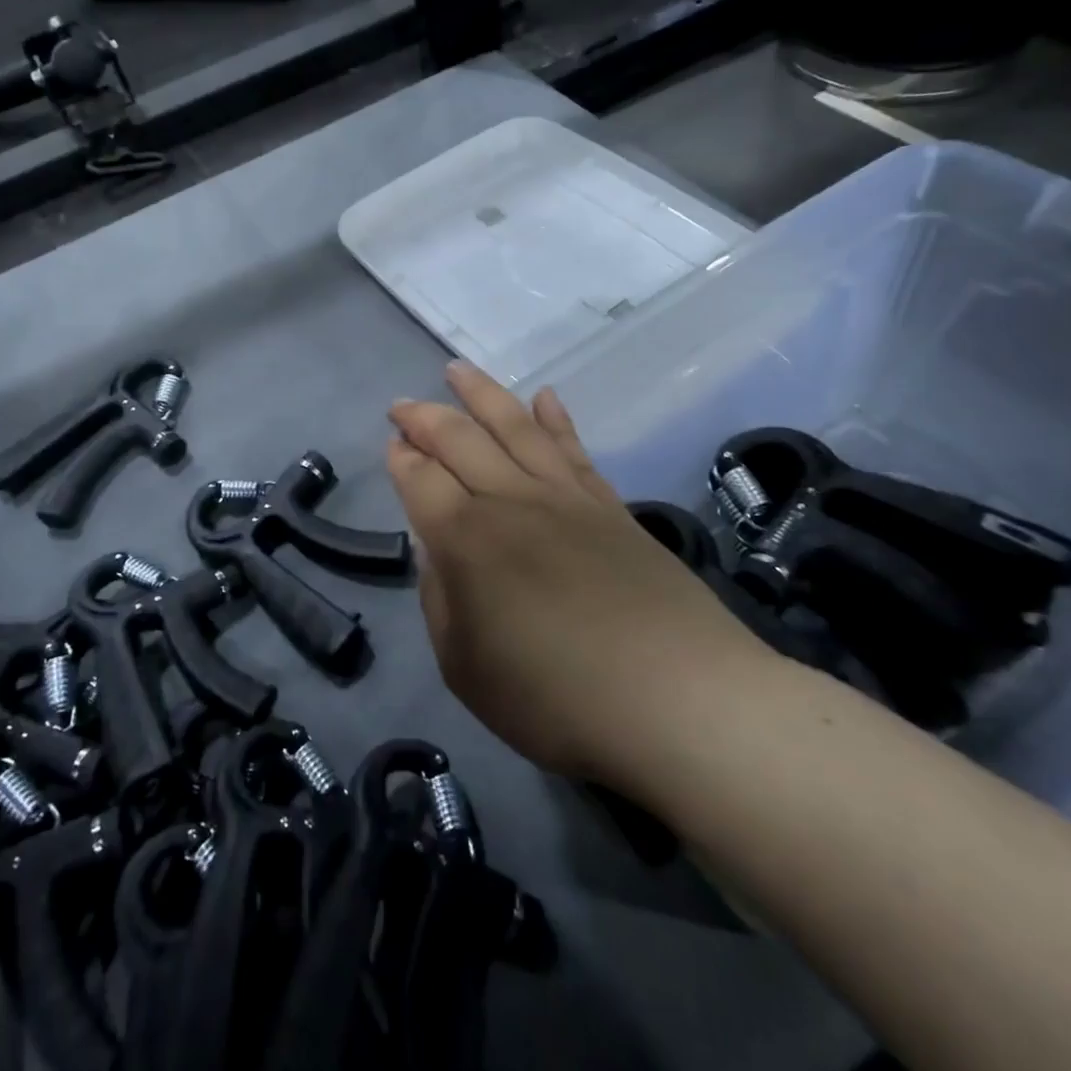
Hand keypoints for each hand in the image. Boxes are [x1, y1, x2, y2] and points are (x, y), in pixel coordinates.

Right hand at [387, 362, 769, 787]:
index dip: (402, 460)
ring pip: (515, 426)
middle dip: (425, 417)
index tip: (391, 446)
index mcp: (467, 540)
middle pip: (460, 440)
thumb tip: (437, 552)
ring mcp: (565, 497)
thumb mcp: (467, 670)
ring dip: (482, 394)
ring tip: (457, 370)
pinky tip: (544, 396)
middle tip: (403, 404)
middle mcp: (511, 502)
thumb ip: (441, 603)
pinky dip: (556, 417)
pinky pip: (574, 448)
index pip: (421, 480)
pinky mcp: (610, 506)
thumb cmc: (557, 699)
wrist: (679, 700)